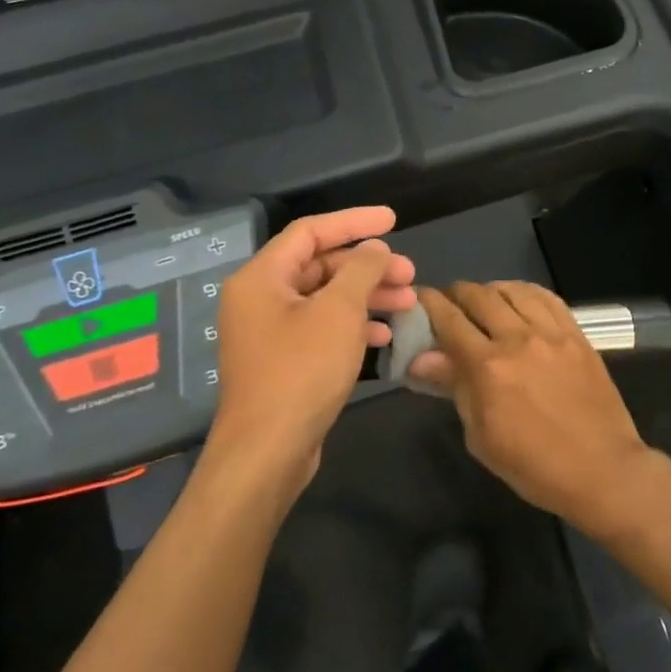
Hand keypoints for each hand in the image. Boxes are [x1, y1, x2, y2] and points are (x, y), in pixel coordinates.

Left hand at [209, 207, 415, 498]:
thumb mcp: (339, 312)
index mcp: (262, 277)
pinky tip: (384, 336)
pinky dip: (353, 325)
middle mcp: (260, 298)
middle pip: (320, 266)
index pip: (311, 231)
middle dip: (368, 267)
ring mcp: (270, 332)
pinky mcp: (283, 360)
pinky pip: (322, 328)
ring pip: (326, 299)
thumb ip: (360, 271)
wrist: (268, 451)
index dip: (354, 221)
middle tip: (410, 273)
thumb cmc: (301, 371)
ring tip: (409, 302)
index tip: (393, 220)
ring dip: (367, 296)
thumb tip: (375, 249)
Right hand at [410, 282, 653, 528]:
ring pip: (513, 290)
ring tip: (483, 301)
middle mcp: (518, 339)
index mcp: (488, 367)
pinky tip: (519, 300)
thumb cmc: (533, 465)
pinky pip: (547, 298)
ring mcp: (552, 333)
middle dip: (457, 293)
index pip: (449, 319)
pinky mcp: (577, 335)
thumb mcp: (481, 436)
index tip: (419, 299)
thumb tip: (421, 359)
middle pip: (479, 296)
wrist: (601, 470)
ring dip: (490, 290)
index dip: (429, 303)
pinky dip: (526, 292)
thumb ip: (455, 388)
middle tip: (449, 303)